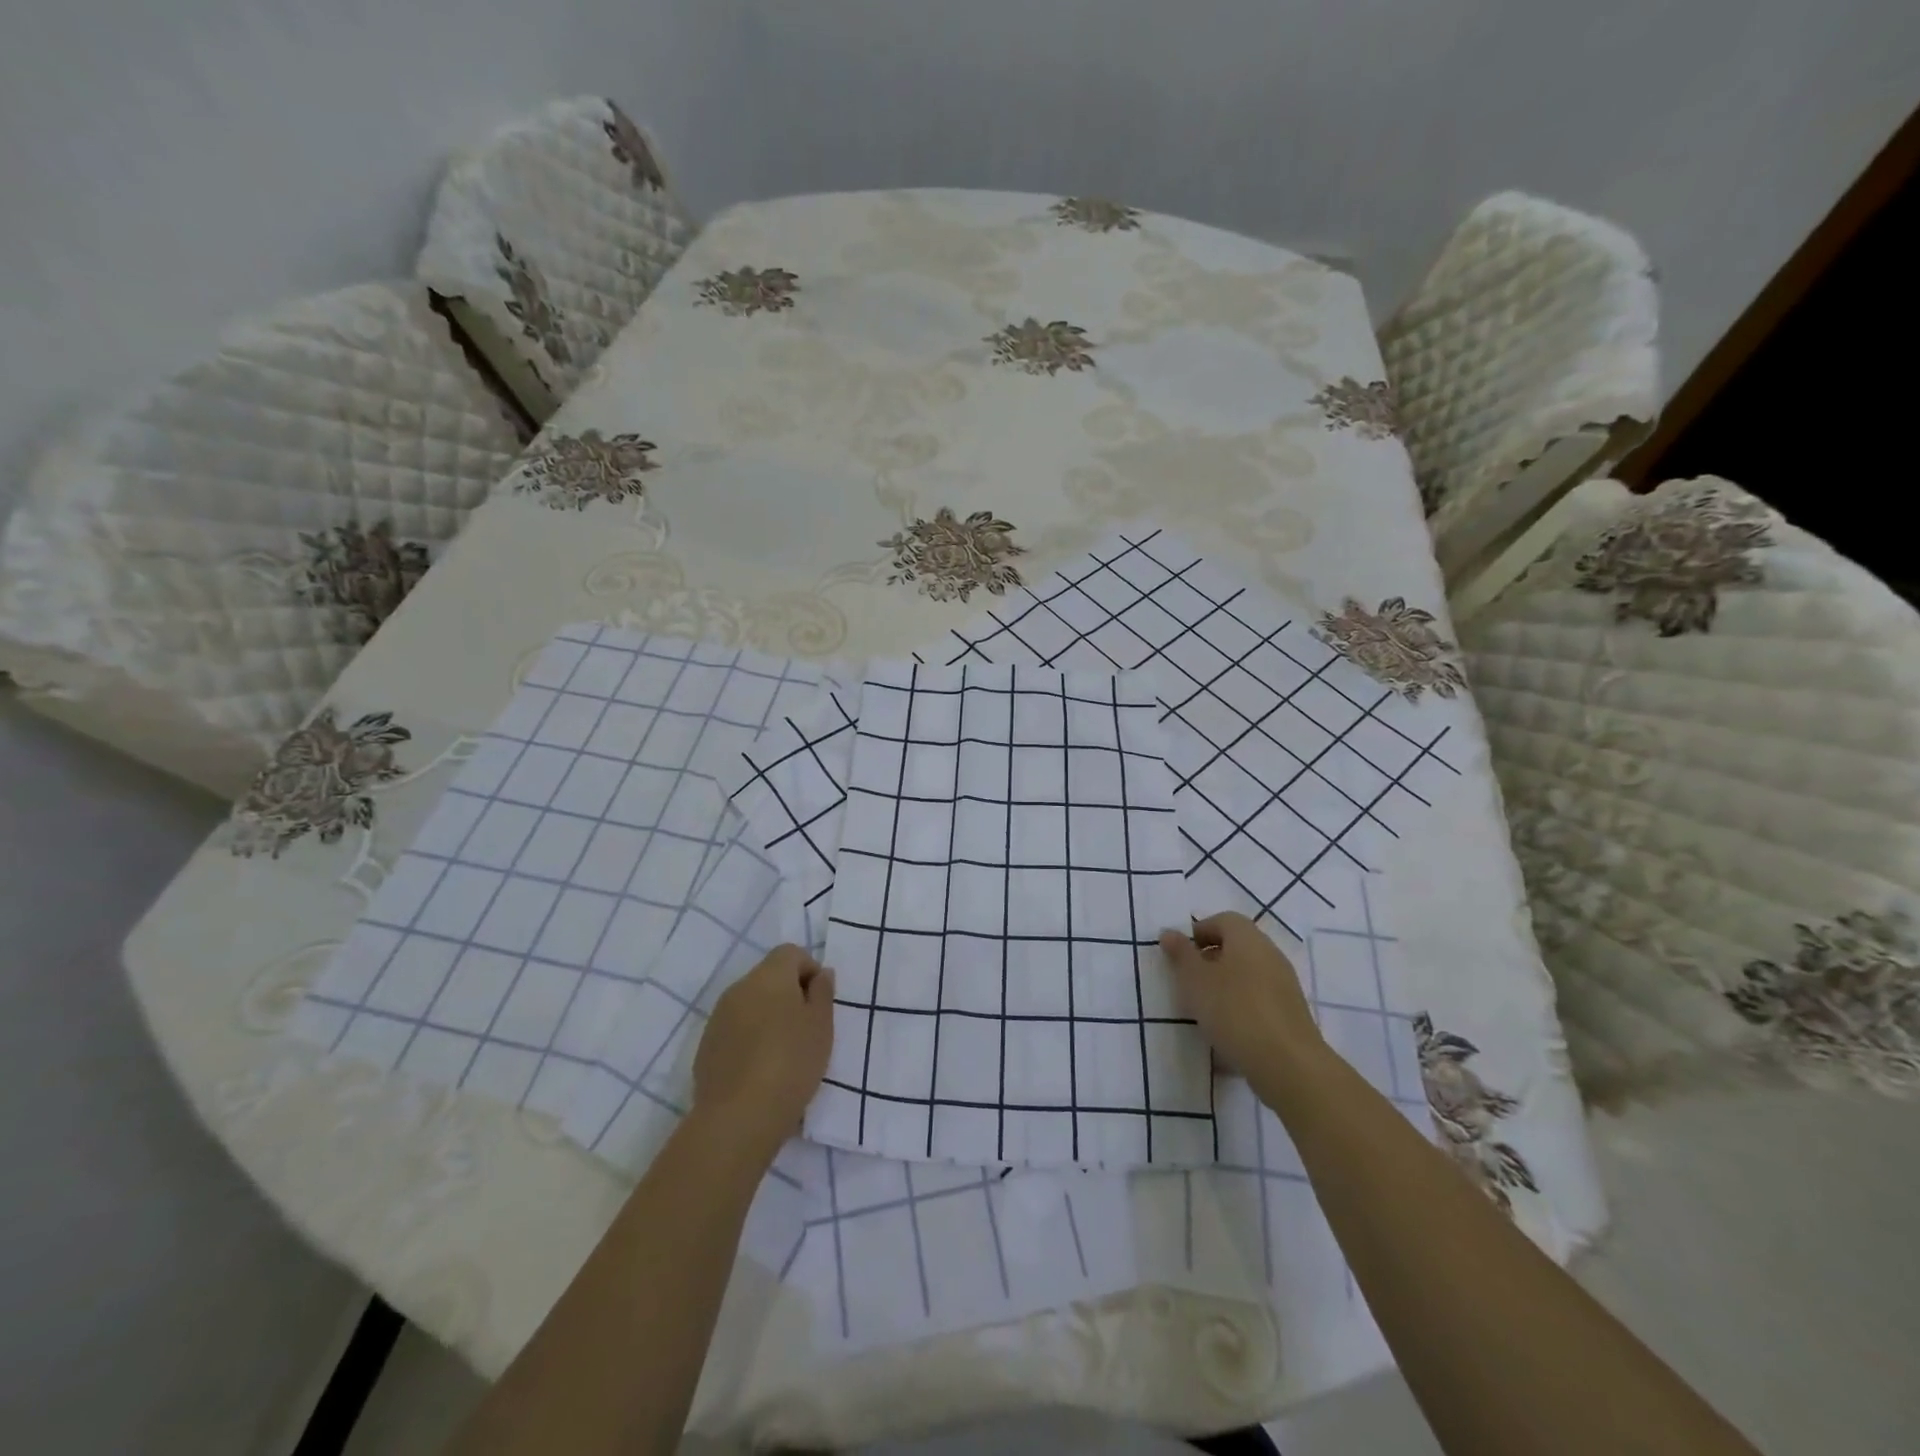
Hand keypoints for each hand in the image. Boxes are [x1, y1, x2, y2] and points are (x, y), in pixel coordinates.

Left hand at [692, 945, 834, 1159]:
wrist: (738, 1117)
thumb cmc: (791, 1063)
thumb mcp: (822, 1026)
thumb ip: (823, 993)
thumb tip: (820, 974)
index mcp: (769, 976)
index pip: (791, 953)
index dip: (810, 970)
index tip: (820, 1002)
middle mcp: (739, 988)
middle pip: (769, 977)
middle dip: (789, 994)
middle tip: (807, 1029)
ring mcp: (718, 1017)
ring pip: (750, 1003)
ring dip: (768, 1017)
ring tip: (784, 1052)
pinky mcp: (706, 1046)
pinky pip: (735, 1029)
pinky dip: (750, 1038)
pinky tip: (761, 1069)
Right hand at [1160, 913, 1325, 1101]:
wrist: (1288, 1064)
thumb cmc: (1234, 1011)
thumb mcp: (1195, 980)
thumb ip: (1181, 954)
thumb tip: (1169, 933)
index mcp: (1248, 939)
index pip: (1223, 920)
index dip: (1199, 932)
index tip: (1181, 956)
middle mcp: (1270, 954)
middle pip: (1237, 946)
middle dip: (1210, 960)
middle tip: (1189, 982)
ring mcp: (1285, 985)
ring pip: (1248, 974)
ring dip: (1225, 985)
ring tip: (1205, 1010)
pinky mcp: (1291, 1014)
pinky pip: (1259, 999)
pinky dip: (1242, 1007)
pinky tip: (1229, 1031)